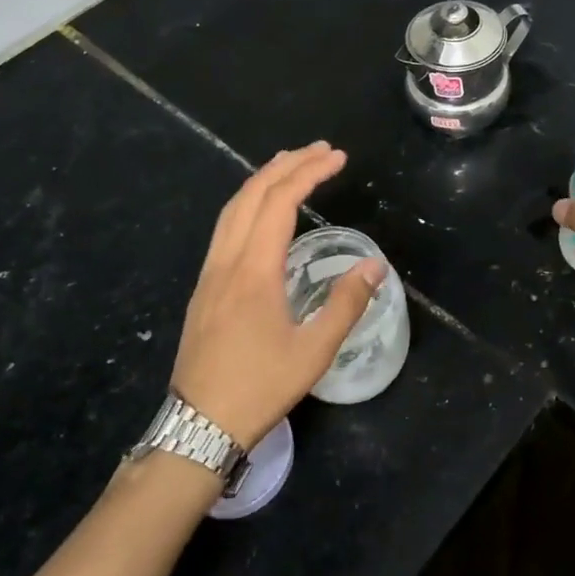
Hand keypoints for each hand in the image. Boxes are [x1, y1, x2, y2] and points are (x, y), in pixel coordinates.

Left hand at [172, 142, 387, 450]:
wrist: (199, 425)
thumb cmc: (260, 387)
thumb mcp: (314, 351)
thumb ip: (346, 303)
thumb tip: (375, 265)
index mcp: (254, 270)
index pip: (281, 202)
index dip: (310, 172)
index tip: (338, 157)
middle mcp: (227, 261)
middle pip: (252, 194)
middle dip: (287, 164)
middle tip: (321, 150)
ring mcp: (210, 272)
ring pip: (232, 208)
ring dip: (262, 180)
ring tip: (290, 165)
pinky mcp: (203, 287)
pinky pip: (224, 227)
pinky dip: (247, 202)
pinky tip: (261, 212)